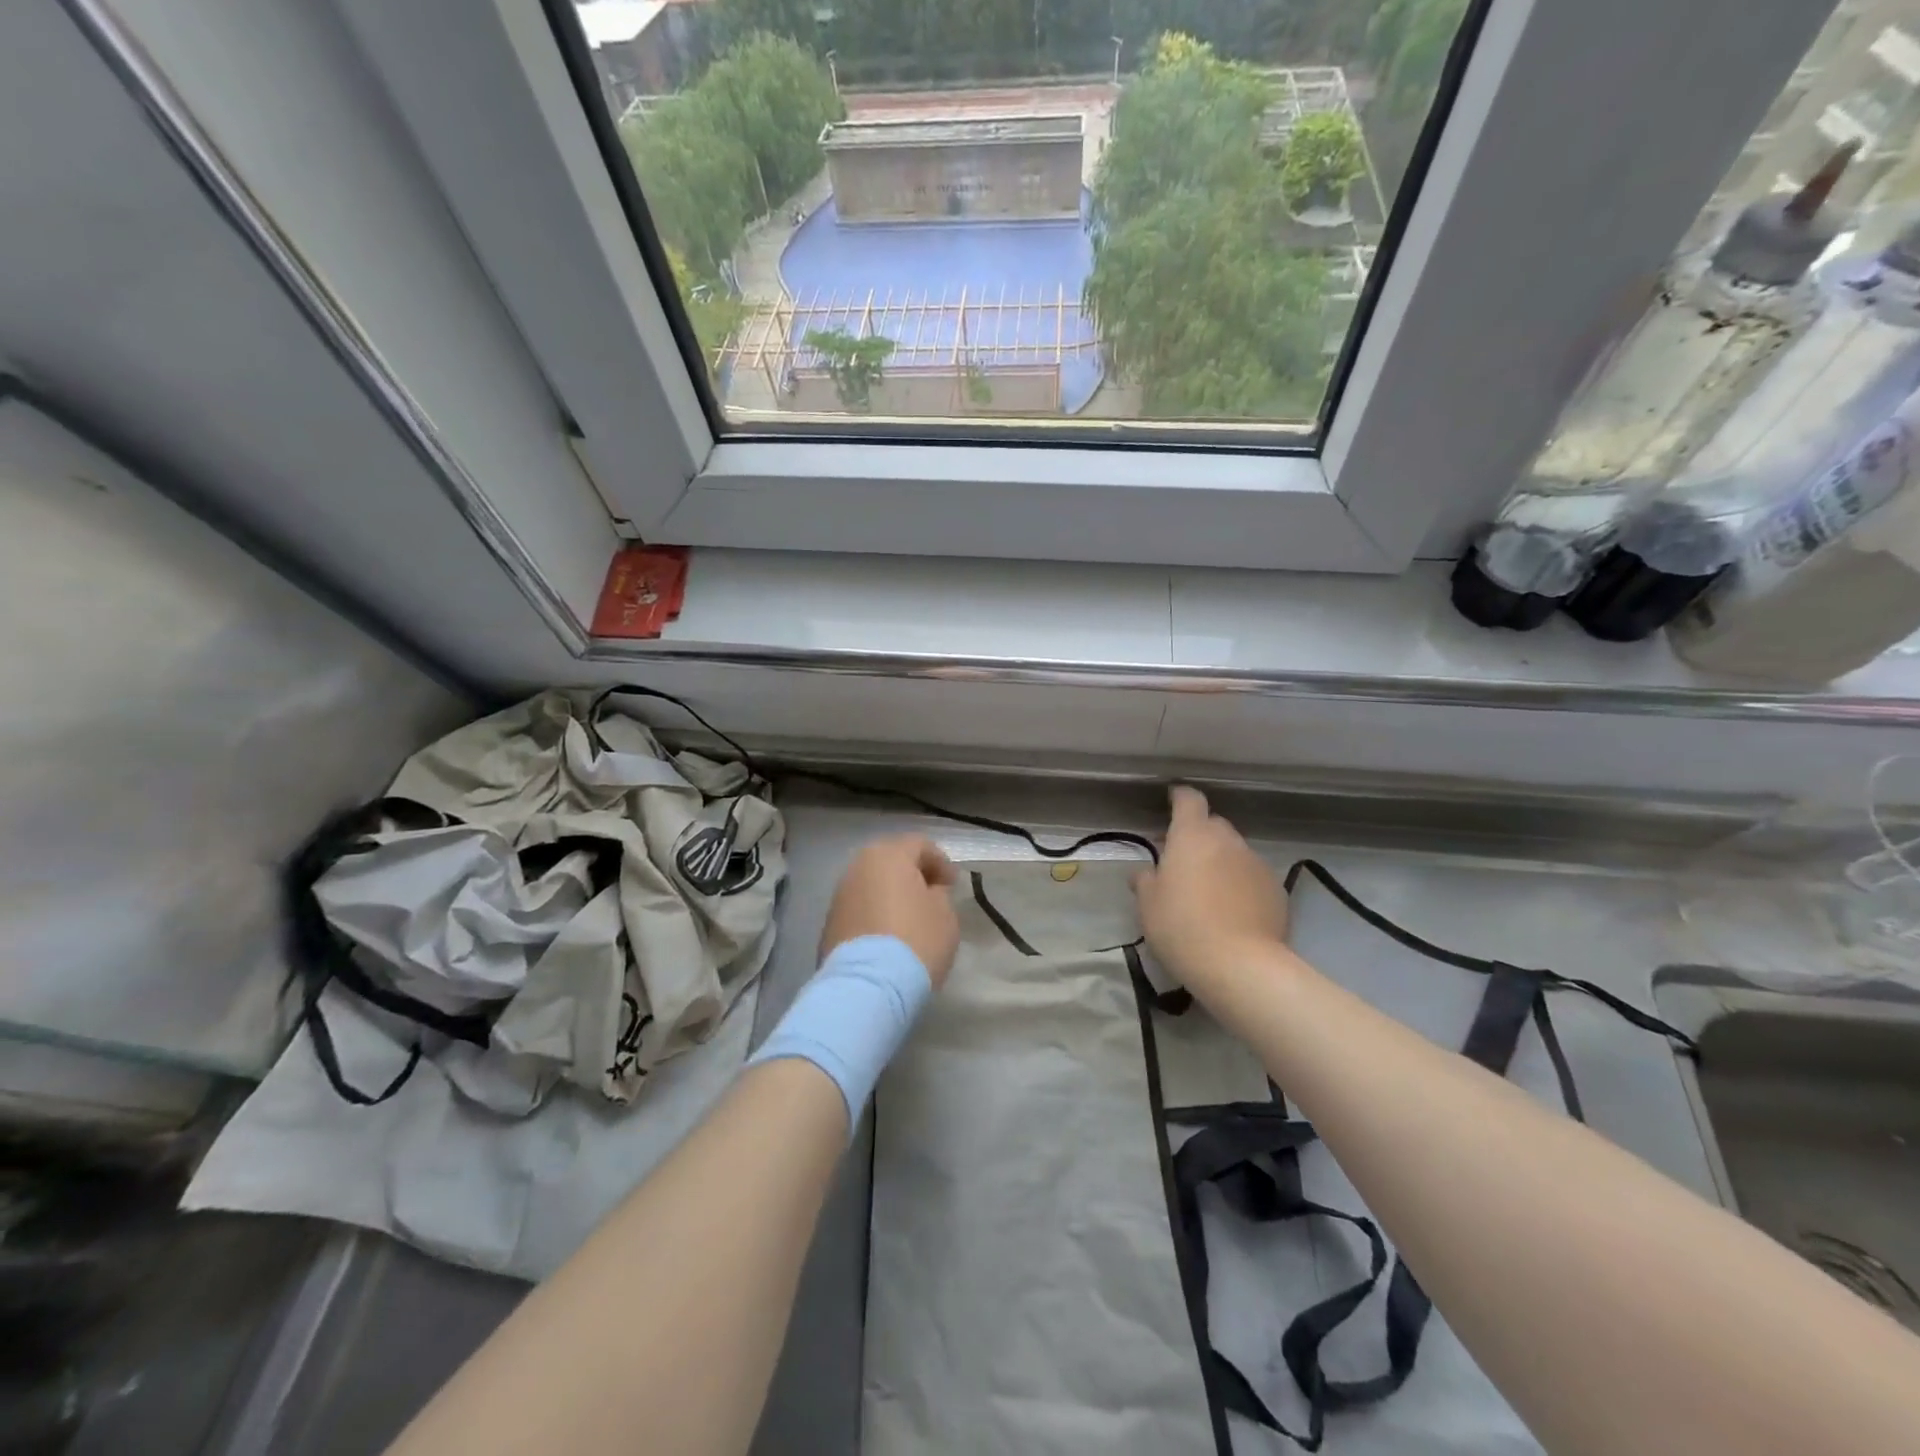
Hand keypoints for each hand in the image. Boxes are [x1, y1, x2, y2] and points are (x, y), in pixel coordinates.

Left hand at [820, 836, 960, 987]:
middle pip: (890, 861)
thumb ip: (938, 894)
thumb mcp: (945, 914)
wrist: (868, 986)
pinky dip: (875, 914)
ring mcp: (839, 895)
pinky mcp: (829, 924)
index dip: (941, 862)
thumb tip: (927, 891)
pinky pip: (860, 908)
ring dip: (891, 895)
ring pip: (872, 885)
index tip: (953, 885)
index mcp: (888, 855)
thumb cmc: (916, 940)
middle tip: (931, 894)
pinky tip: (889, 936)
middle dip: (912, 874)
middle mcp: (858, 867)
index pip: (919, 845)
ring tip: (909, 917)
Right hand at [1133, 787, 1287, 996]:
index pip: (1189, 800)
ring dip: (1221, 861)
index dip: (1180, 796)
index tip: (1172, 800)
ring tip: (1209, 891)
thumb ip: (1146, 881)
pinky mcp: (1277, 890)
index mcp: (1192, 836)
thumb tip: (1146, 872)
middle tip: (1183, 860)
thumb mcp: (1148, 905)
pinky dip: (1241, 884)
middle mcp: (1228, 841)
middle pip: (1213, 825)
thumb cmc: (1182, 927)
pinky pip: (1253, 877)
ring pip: (1235, 852)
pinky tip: (1233, 911)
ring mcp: (1256, 863)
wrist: (1241, 966)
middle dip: (1198, 836)